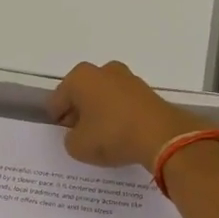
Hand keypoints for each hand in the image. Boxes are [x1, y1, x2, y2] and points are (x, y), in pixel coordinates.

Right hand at [47, 60, 205, 170]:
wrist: (161, 136)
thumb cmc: (111, 135)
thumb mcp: (77, 146)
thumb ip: (70, 139)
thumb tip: (79, 134)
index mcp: (80, 78)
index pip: (57, 101)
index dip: (57, 120)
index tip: (62, 136)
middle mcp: (102, 70)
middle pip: (81, 94)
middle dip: (78, 113)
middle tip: (80, 136)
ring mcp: (127, 78)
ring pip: (103, 97)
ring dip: (99, 113)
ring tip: (102, 138)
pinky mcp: (146, 91)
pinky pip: (122, 104)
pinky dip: (118, 116)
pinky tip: (120, 135)